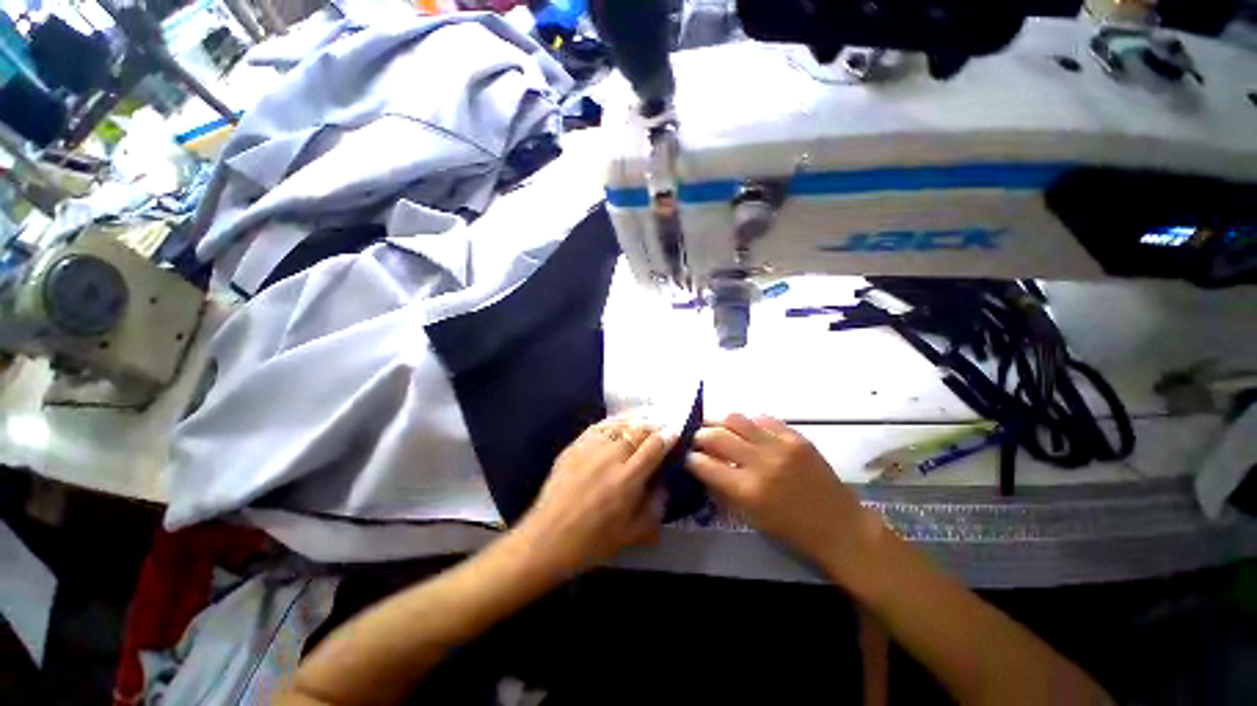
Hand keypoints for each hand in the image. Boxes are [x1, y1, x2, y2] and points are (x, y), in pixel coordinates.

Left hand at [512, 416, 674, 578]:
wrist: (548, 539)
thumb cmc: (593, 541)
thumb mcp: (633, 534)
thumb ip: (655, 507)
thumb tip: (664, 482)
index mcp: (627, 479)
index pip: (654, 446)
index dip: (668, 436)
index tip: (675, 432)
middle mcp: (610, 457)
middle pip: (639, 430)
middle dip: (655, 425)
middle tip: (663, 424)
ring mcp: (590, 448)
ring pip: (620, 423)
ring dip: (637, 419)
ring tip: (646, 418)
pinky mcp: (574, 445)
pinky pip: (599, 425)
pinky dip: (614, 421)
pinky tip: (620, 422)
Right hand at [686, 414, 879, 574]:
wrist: (839, 526)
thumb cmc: (791, 530)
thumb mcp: (750, 517)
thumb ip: (723, 490)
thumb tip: (703, 467)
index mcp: (747, 490)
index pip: (705, 464)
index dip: (689, 457)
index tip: (686, 455)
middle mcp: (760, 462)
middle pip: (716, 436)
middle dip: (699, 435)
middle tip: (696, 438)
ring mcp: (780, 445)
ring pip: (736, 419)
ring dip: (720, 422)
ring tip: (716, 427)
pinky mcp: (796, 437)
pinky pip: (763, 419)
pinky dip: (749, 423)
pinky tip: (747, 430)